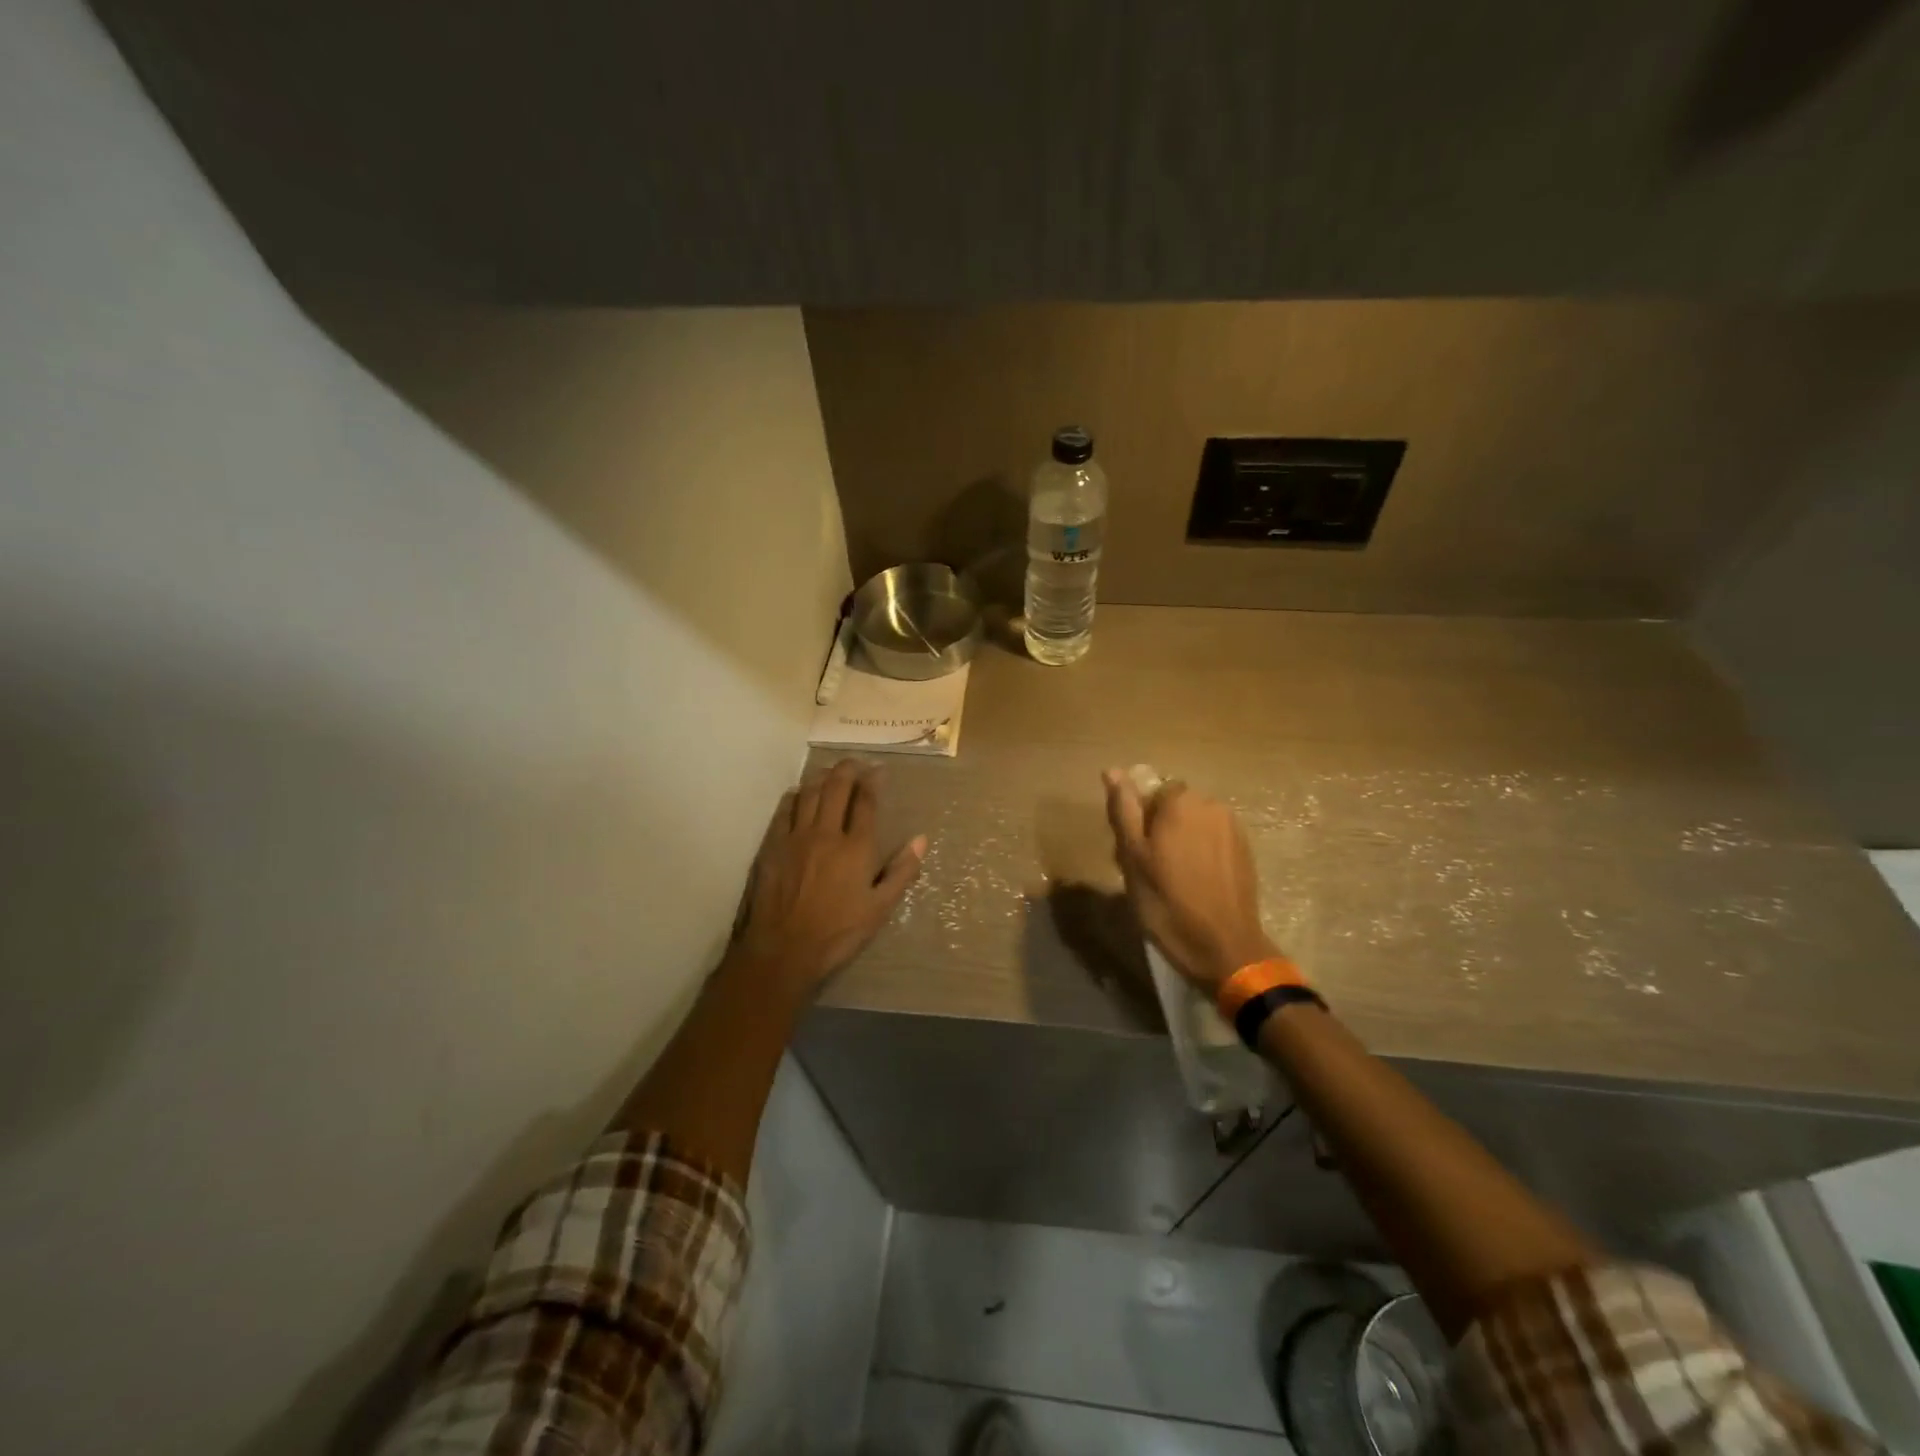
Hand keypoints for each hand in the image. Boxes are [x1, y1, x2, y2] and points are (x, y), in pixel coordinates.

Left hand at [733, 760, 926, 1000]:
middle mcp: (826, 833)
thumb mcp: (880, 908)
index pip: (866, 802)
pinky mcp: (773, 846)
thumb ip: (901, 871)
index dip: (873, 781)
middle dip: (848, 769)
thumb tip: (921, 839)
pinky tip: (799, 794)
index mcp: (856, 847)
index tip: (878, 770)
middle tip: (856, 763)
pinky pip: (784, 810)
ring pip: (809, 793)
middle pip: (837, 787)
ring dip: (822, 777)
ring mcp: (796, 837)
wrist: (784, 949)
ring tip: (831, 773)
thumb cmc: (838, 933)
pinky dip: (795, 796)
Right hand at [1103, 769, 1278, 993]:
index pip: (1150, 789)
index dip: (1138, 817)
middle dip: (1159, 827)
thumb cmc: (1167, 901)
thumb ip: (1124, 810)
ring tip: (1170, 879)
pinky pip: (1213, 841)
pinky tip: (1194, 884)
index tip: (1131, 848)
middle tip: (1146, 867)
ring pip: (1194, 824)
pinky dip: (1200, 855)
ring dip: (1180, 841)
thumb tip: (1113, 770)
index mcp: (1180, 801)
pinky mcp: (1245, 852)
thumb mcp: (1132, 857)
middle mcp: (1211, 805)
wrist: (1223, 947)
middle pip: (1174, 805)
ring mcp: (1233, 828)